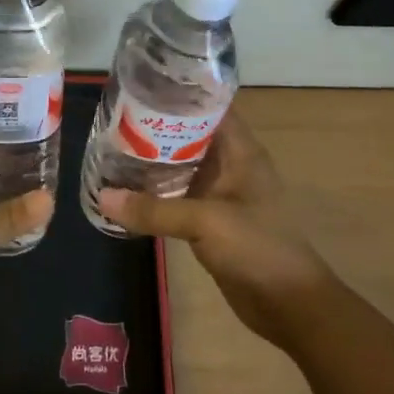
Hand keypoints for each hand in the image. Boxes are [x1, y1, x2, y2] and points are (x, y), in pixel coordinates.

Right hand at [98, 114, 334, 348]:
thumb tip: (103, 197)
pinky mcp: (210, 220)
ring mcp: (220, 193)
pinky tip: (126, 189)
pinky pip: (178, 196)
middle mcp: (230, 165)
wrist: (290, 305)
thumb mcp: (206, 222)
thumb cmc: (258, 248)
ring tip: (112, 147)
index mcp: (240, 151)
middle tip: (115, 119)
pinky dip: (155, 190)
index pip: (210, 107)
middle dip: (156, 127)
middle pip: (190, 135)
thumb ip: (154, 210)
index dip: (180, 95)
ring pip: (181, 165)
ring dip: (153, 159)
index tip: (141, 88)